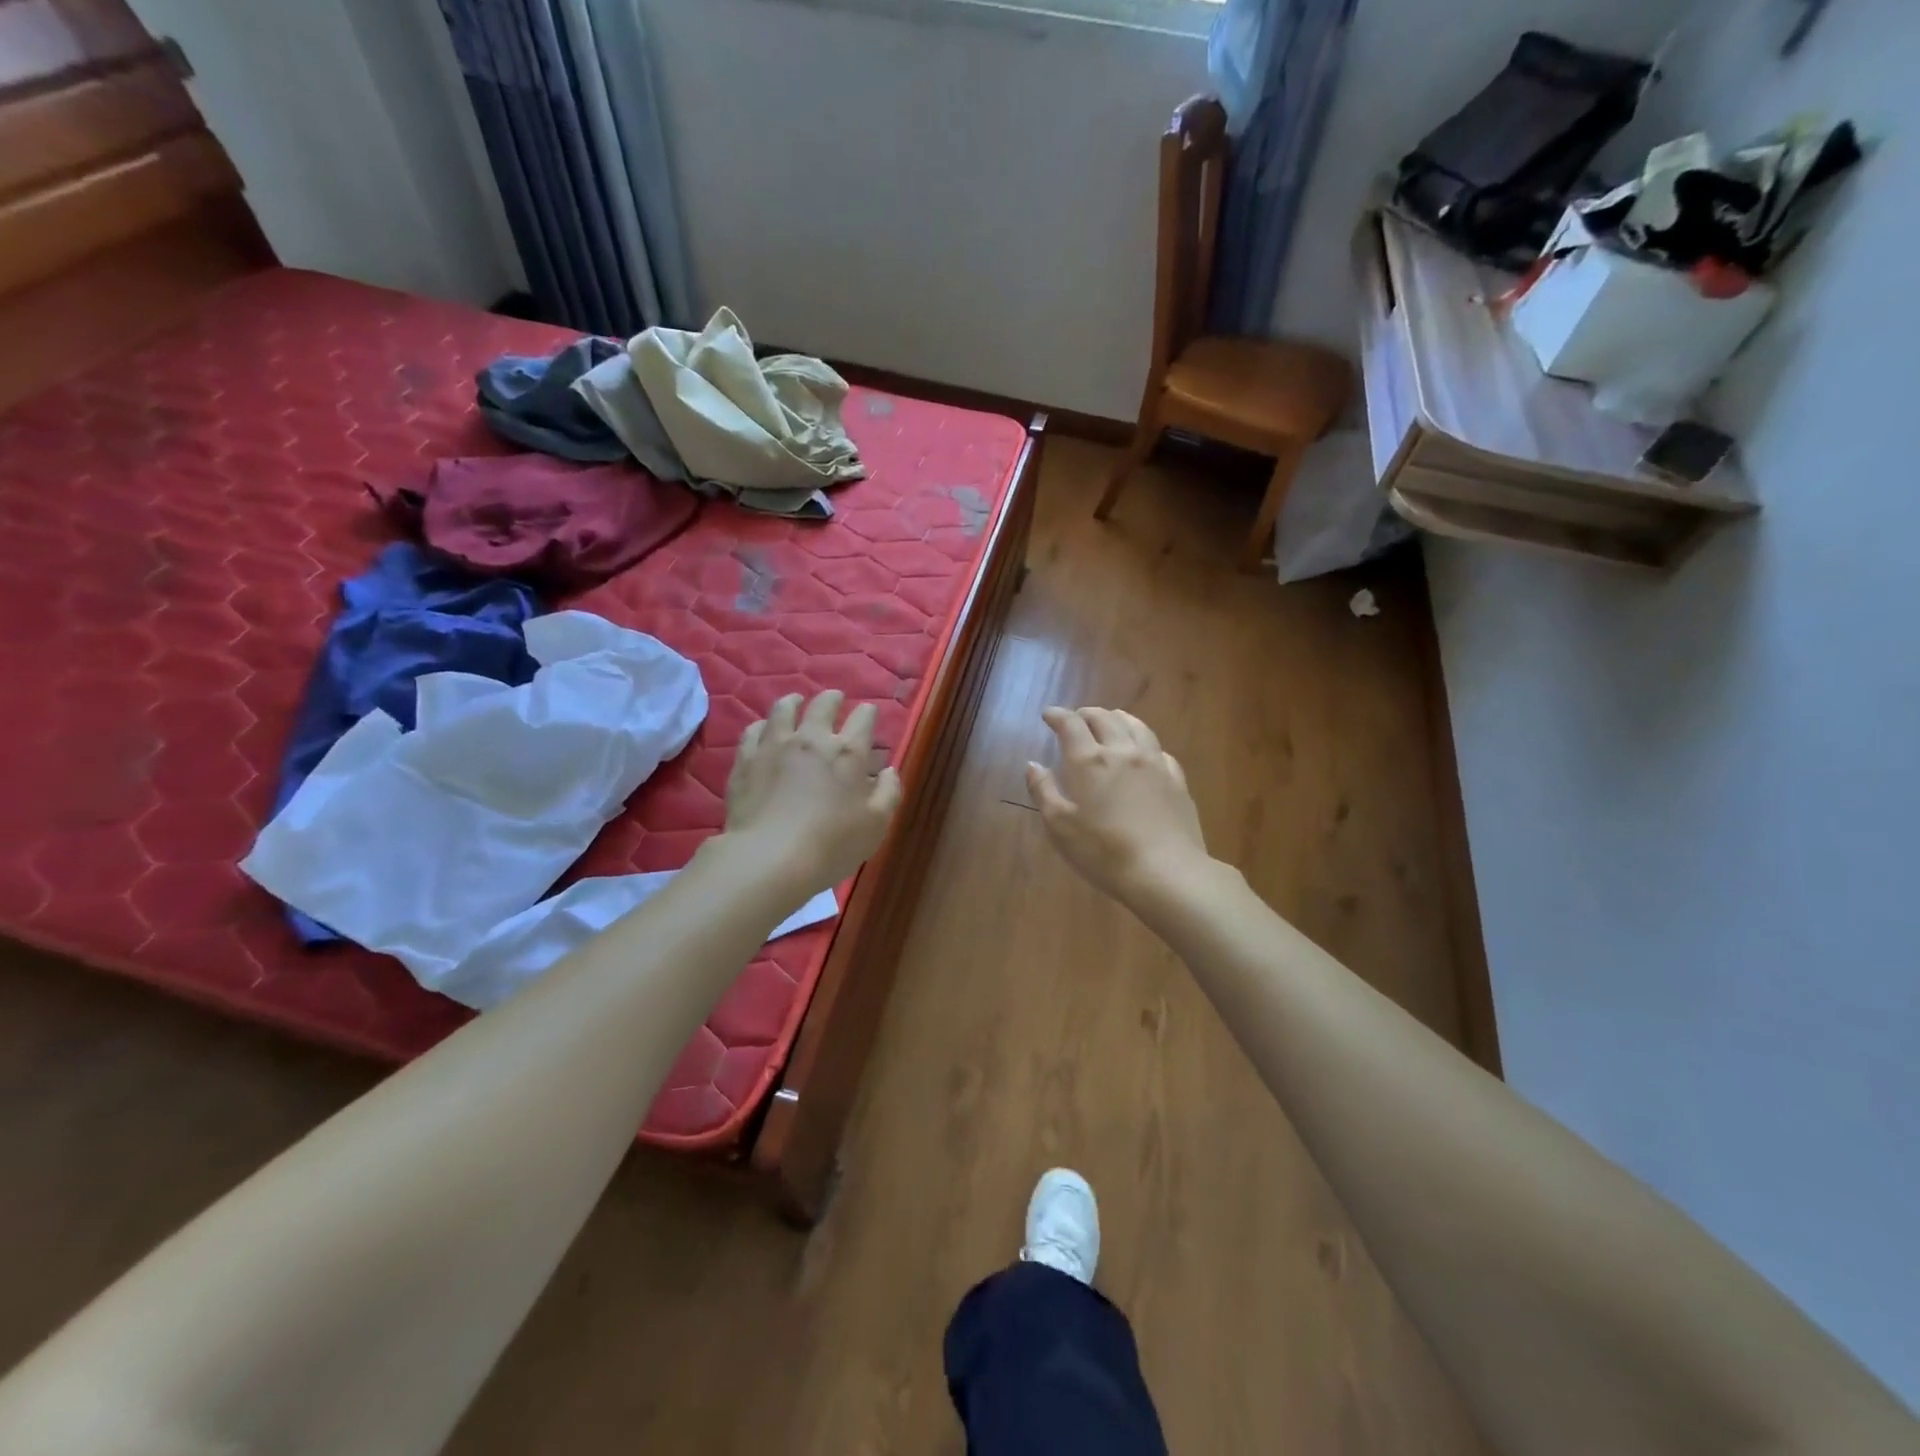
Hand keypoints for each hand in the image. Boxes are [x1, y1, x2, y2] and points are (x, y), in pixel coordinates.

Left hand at [725, 690, 901, 898]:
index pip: (863, 718)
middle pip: (823, 705)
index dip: (869, 713)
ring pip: (783, 709)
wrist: (769, 858)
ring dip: (794, 701)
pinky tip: (763, 729)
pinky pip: (753, 730)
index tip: (869, 714)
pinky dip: (762, 725)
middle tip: (835, 699)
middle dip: (833, 699)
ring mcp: (774, 746)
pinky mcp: (746, 760)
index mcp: (848, 752)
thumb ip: (889, 793)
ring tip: (796, 701)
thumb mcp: (876, 825)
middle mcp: (812, 739)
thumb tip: (889, 770)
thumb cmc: (832, 845)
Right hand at [1027, 706, 1210, 906]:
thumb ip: (1044, 791)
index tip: (1048, 715)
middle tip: (1077, 718)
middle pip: (1105, 719)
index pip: (1071, 725)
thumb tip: (1033, 765)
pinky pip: (1159, 749)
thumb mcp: (1060, 827)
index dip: (1057, 715)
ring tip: (1111, 719)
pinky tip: (1144, 751)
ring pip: (1136, 726)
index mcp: (1089, 761)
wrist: (1166, 872)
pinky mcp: (1177, 780)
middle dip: (1087, 714)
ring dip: (1118, 718)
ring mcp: (1154, 764)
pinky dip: (1144, 742)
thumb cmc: (1104, 852)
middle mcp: (1123, 751)